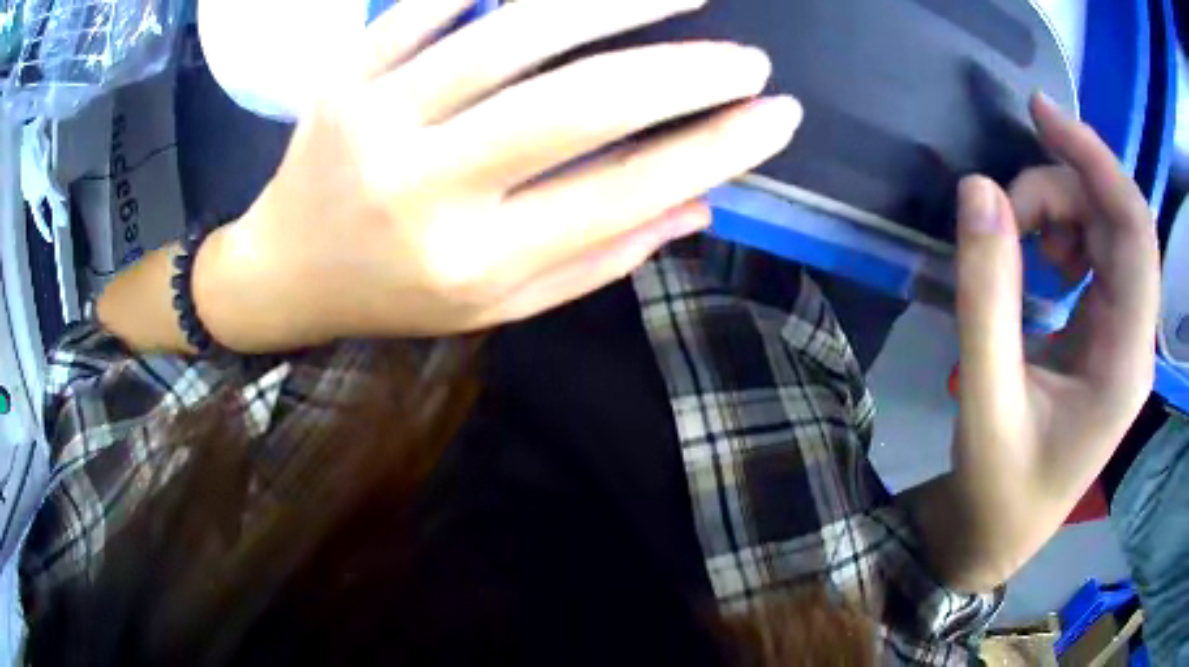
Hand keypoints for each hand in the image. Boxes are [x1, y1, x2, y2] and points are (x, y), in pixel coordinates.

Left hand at [193, 0, 799, 351]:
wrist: (286, 268)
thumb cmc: (394, 294)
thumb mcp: (496, 304)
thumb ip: (595, 257)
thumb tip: (697, 203)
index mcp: (473, 262)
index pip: (623, 193)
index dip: (715, 149)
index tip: (777, 119)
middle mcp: (426, 189)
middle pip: (582, 105)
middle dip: (686, 71)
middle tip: (751, 60)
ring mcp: (377, 118)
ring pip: (516, 33)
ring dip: (617, 1)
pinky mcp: (347, 73)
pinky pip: (437, 2)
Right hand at [924, 94, 1159, 589]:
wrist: (1000, 532)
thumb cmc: (998, 487)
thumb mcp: (986, 399)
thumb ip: (985, 296)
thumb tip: (979, 192)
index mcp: (1125, 361)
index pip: (1135, 231)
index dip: (1095, 160)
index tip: (1041, 115)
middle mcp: (1136, 338)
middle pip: (1119, 221)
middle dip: (1063, 188)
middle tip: (1005, 207)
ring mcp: (1123, 334)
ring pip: (1108, 230)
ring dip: (1061, 209)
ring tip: (1018, 235)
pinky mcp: (1105, 332)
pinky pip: (1097, 253)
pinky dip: (1064, 232)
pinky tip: (1040, 257)